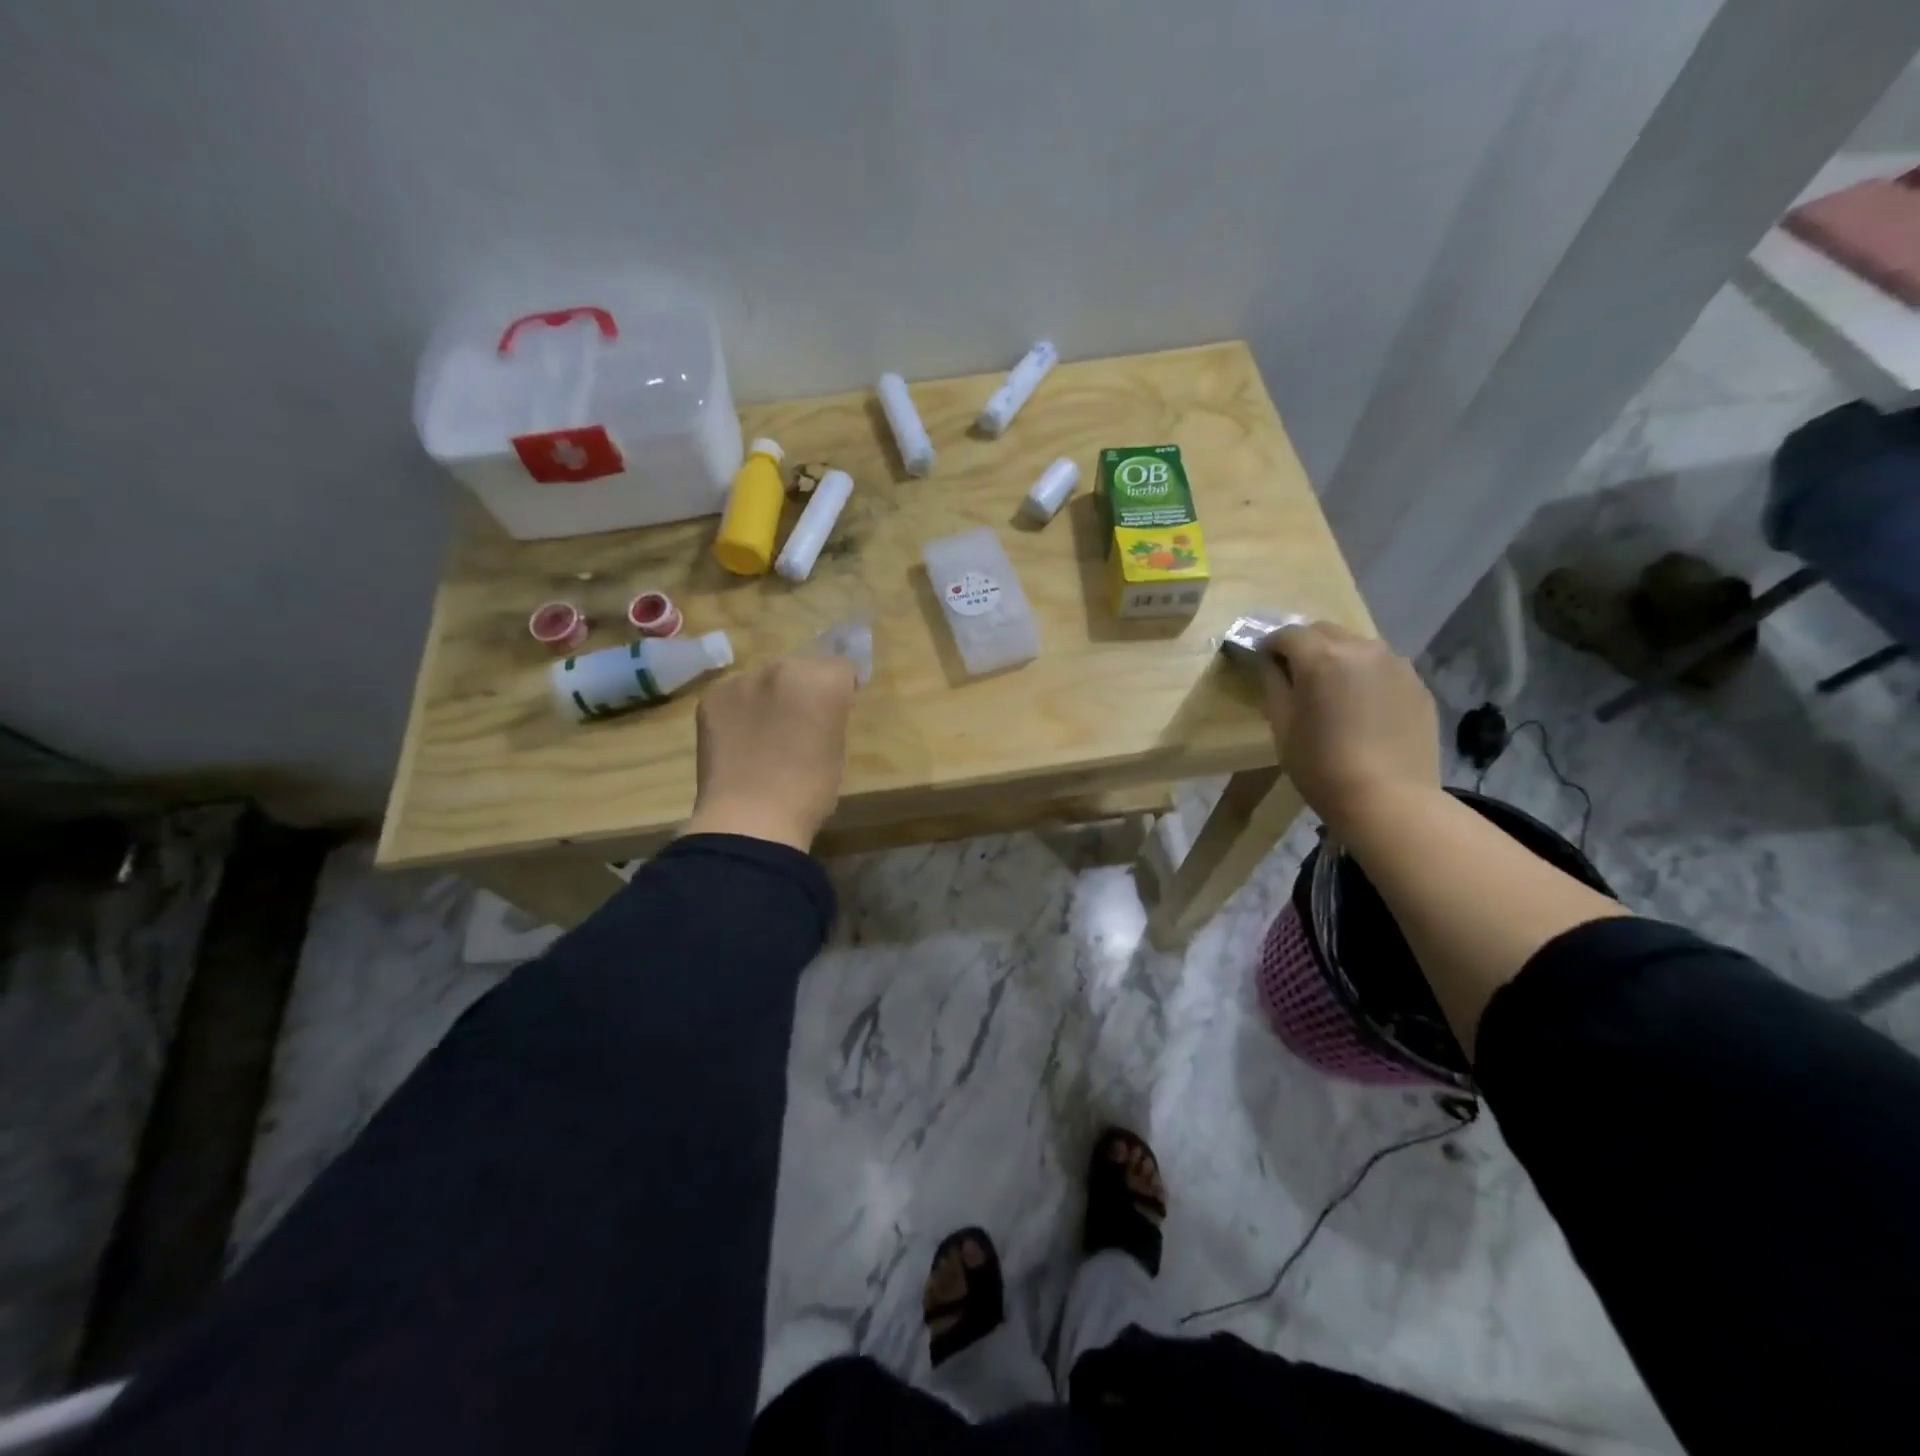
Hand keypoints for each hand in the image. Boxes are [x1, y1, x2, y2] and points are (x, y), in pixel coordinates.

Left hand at [684, 656, 857, 851]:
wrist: (749, 819)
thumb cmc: (809, 791)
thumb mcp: (837, 749)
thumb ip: (830, 716)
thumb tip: (817, 711)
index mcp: (823, 681)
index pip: (841, 667)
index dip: (841, 688)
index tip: (836, 710)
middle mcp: (783, 668)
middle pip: (801, 666)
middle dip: (803, 688)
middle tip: (800, 723)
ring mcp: (742, 680)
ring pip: (765, 679)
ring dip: (769, 697)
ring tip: (765, 734)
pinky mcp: (712, 697)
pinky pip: (734, 694)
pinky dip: (740, 710)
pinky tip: (739, 740)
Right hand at [1258, 621, 1440, 831]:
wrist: (1389, 799)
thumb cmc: (1321, 766)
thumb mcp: (1283, 726)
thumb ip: (1274, 684)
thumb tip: (1272, 663)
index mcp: (1321, 657)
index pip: (1287, 634)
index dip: (1270, 645)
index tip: (1263, 661)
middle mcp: (1361, 649)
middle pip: (1324, 631)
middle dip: (1305, 645)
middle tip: (1295, 673)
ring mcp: (1396, 664)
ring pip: (1357, 646)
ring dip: (1338, 657)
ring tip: (1333, 689)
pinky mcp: (1417, 684)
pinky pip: (1383, 667)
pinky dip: (1366, 675)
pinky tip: (1362, 707)